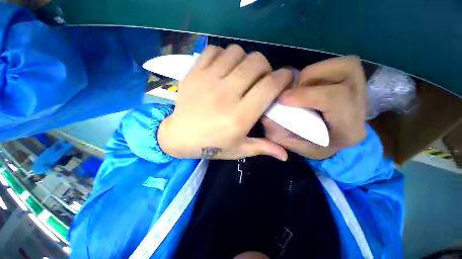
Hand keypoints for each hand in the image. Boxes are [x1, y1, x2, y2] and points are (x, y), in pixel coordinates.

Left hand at [158, 45, 291, 160]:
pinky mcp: (194, 73)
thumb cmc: (211, 145)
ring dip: (245, 60)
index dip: (283, 77)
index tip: (286, 78)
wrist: (179, 136)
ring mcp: (208, 80)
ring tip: (242, 73)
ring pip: (237, 52)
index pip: (269, 86)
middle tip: (261, 78)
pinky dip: (224, 55)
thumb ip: (263, 148)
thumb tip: (286, 156)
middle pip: (256, 63)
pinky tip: (223, 68)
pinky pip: (214, 50)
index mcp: (240, 116)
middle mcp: (226, 94)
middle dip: (265, 67)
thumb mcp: (239, 150)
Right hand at [262, 56, 367, 158]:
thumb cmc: (311, 145)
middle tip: (290, 91)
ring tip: (299, 87)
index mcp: (348, 130)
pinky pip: (339, 65)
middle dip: (309, 78)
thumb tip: (267, 114)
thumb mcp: (290, 144)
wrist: (331, 141)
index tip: (281, 99)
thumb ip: (278, 131)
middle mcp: (362, 107)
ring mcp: (362, 91)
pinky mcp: (355, 82)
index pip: (335, 99)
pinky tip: (307, 85)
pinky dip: (318, 71)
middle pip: (346, 71)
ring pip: (344, 64)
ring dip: (314, 72)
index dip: (305, 94)